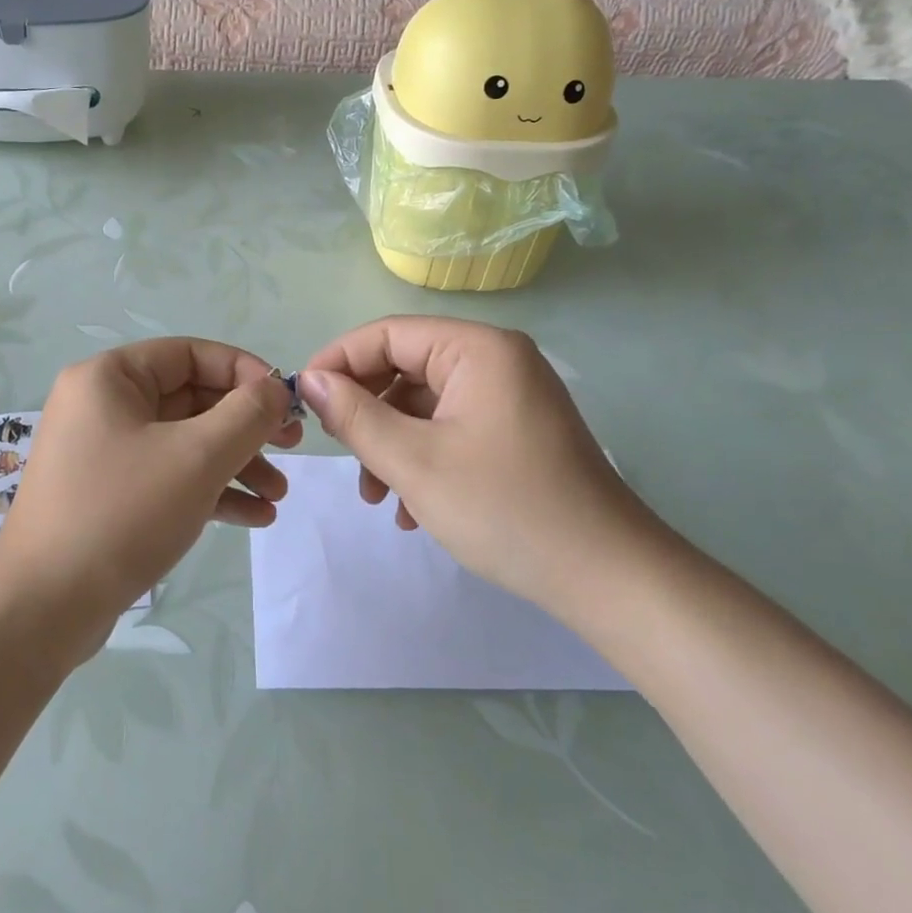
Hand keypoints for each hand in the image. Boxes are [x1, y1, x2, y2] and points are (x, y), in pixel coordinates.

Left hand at [0, 338, 299, 655]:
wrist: (43, 608)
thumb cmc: (122, 513)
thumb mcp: (197, 457)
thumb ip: (247, 415)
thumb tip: (276, 388)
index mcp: (110, 377)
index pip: (191, 354)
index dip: (244, 372)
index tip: (285, 403)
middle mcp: (103, 405)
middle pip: (191, 399)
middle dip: (245, 427)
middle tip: (292, 448)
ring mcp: (103, 452)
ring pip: (184, 442)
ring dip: (235, 464)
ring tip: (278, 496)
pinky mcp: (109, 494)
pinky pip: (168, 476)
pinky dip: (210, 490)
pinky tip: (254, 518)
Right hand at [300, 317, 661, 618]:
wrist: (609, 578)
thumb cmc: (506, 509)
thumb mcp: (414, 462)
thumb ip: (354, 416)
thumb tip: (310, 380)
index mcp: (477, 348)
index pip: (388, 334)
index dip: (338, 361)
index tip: (302, 399)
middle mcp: (496, 359)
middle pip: (405, 368)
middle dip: (366, 412)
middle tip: (339, 452)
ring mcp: (510, 396)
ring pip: (424, 404)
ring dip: (390, 444)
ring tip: (376, 497)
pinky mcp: (515, 430)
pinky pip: (451, 427)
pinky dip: (422, 458)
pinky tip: (410, 509)